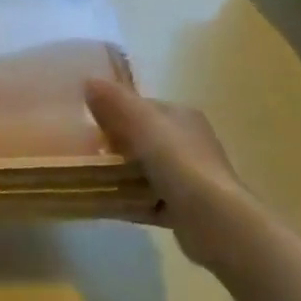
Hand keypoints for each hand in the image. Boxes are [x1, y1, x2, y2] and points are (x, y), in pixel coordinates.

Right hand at [87, 79, 247, 272]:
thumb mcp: (142, 123)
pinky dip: (128, 201)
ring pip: (145, 171)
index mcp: (182, 117)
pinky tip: (106, 204)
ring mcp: (189, 178)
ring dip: (120, 175)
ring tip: (90, 178)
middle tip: (86, 152)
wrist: (214, 220)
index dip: (115, 111)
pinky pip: (148, 200)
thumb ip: (116, 101)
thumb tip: (88, 80)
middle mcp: (189, 143)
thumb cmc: (178, 162)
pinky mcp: (185, 210)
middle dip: (116, 146)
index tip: (88, 122)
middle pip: (143, 140)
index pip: (143, 107)